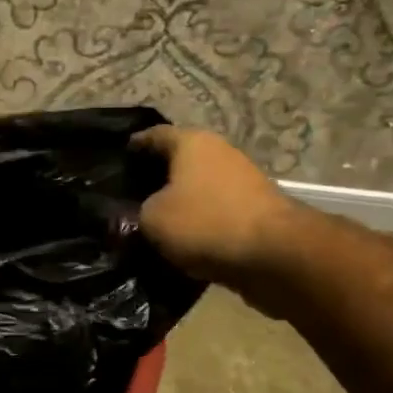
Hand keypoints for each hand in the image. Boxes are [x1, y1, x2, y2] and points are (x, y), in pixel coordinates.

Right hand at [130, 126, 303, 283]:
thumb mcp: (151, 219)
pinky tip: (181, 240)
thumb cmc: (205, 223)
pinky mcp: (256, 211)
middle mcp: (219, 152)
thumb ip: (135, 211)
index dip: (132, 147)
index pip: (153, 135)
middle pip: (178, 161)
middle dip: (155, 176)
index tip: (115, 161)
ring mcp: (242, 181)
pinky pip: (216, 211)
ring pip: (198, 187)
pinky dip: (199, 222)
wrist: (276, 257)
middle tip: (128, 195)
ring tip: (152, 221)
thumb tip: (135, 213)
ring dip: (179, 201)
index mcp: (191, 142)